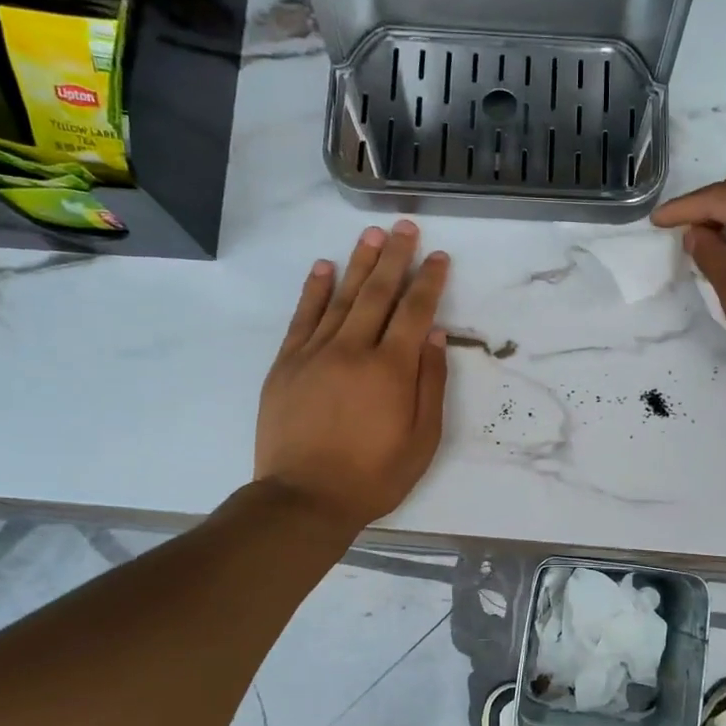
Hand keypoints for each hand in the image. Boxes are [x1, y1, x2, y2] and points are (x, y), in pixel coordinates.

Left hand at [254, 221, 449, 530]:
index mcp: (391, 369)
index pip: (414, 311)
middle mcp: (353, 349)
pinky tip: (324, 268)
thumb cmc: (373, 476)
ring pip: (341, 298)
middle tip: (404, 227)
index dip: (429, 281)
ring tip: (371, 235)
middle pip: (377, 293)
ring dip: (358, 263)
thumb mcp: (422, 440)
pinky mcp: (287, 364)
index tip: (439, 257)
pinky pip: (303, 318)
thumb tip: (434, 334)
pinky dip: (314, 290)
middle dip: (394, 257)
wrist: (304, 498)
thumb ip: (430, 384)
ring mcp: (315, 353)